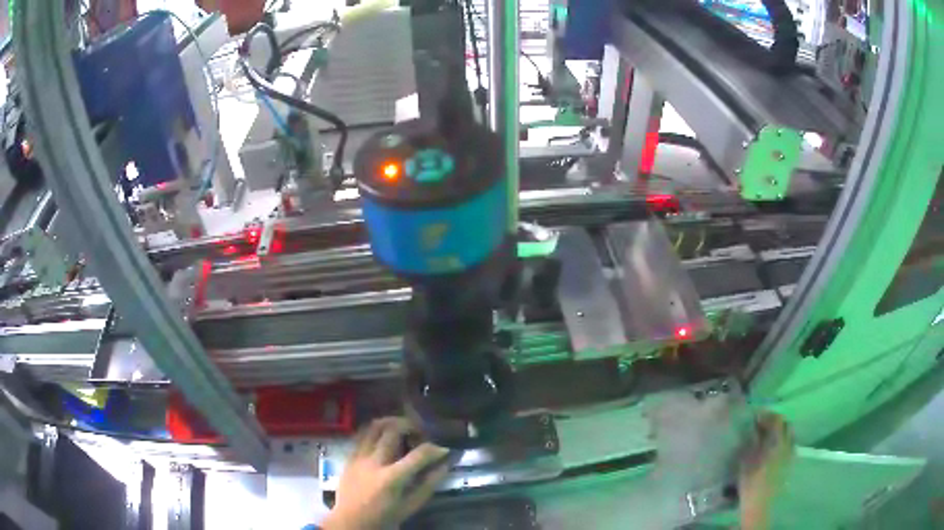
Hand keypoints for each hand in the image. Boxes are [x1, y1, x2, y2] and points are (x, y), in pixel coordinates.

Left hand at [322, 418, 449, 529]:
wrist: (350, 522)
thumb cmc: (384, 517)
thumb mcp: (410, 506)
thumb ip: (428, 484)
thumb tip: (444, 465)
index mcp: (391, 479)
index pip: (418, 455)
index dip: (435, 449)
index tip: (443, 449)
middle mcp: (373, 463)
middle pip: (392, 430)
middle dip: (411, 426)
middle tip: (420, 432)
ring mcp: (358, 457)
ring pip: (374, 426)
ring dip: (391, 422)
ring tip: (403, 428)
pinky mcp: (349, 456)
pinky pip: (362, 434)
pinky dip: (376, 430)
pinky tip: (384, 436)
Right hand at [738, 412, 793, 529]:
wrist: (759, 503)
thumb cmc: (750, 481)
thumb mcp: (746, 459)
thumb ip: (752, 441)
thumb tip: (753, 429)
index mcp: (777, 440)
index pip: (776, 419)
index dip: (766, 416)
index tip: (755, 418)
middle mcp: (787, 443)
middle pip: (785, 424)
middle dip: (775, 422)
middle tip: (761, 426)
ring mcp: (790, 453)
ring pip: (789, 434)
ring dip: (779, 432)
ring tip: (767, 438)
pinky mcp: (790, 463)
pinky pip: (789, 445)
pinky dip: (782, 443)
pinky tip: (772, 451)